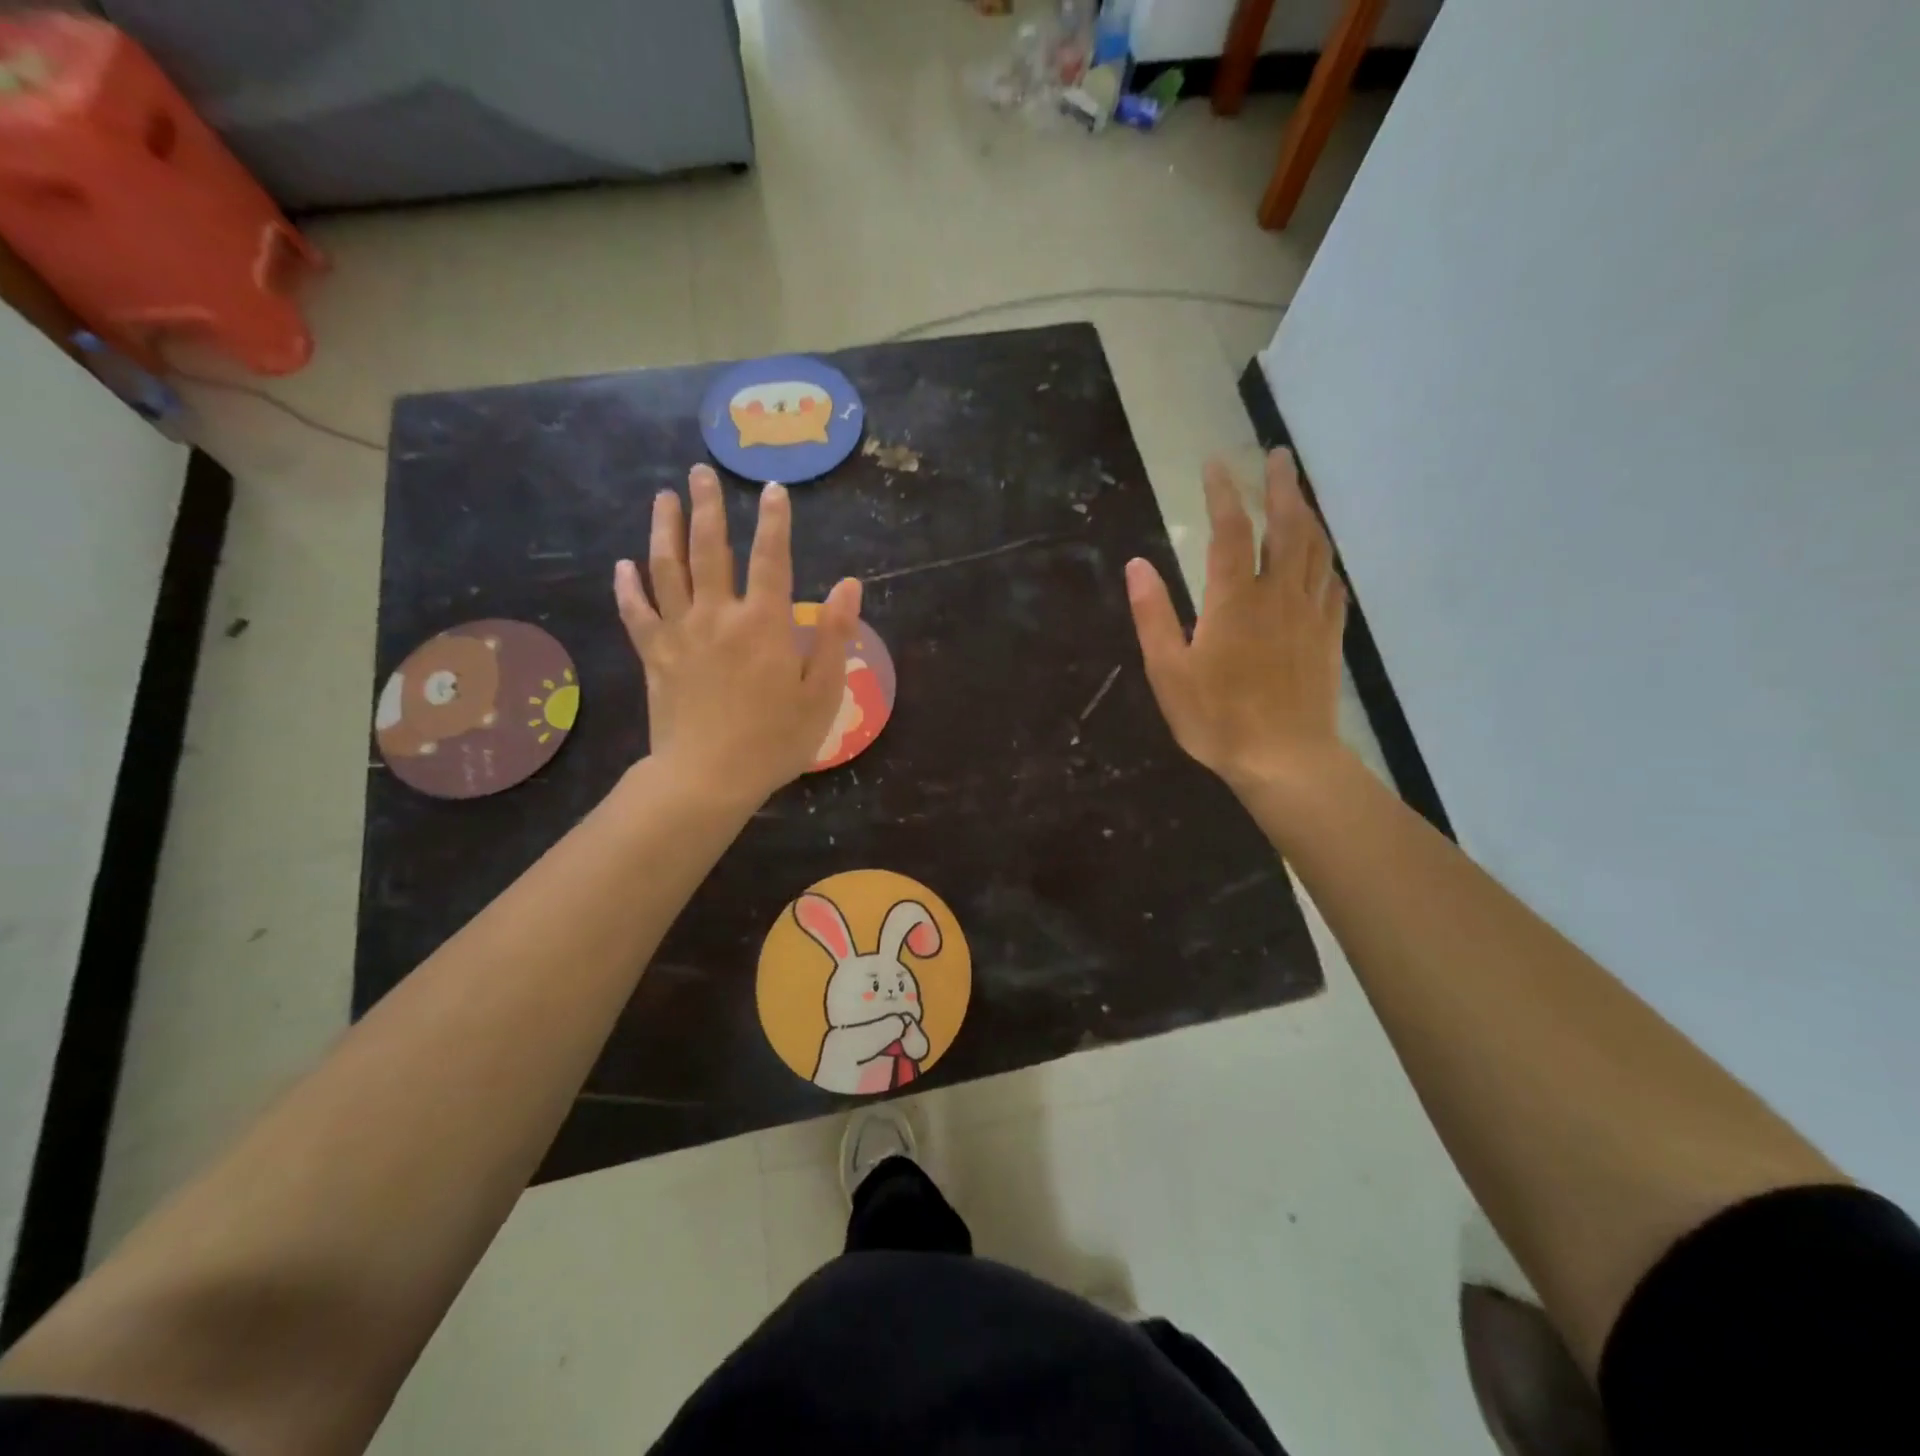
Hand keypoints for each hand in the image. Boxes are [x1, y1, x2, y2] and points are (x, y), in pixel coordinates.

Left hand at [615, 465, 860, 809]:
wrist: (707, 777)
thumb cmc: (775, 740)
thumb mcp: (822, 693)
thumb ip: (836, 636)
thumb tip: (849, 585)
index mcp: (764, 624)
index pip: (771, 558)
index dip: (775, 521)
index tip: (773, 488)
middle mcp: (718, 616)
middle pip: (709, 550)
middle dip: (706, 508)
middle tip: (700, 473)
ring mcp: (680, 633)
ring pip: (667, 569)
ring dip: (664, 529)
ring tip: (664, 497)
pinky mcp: (654, 656)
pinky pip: (637, 613)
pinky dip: (628, 587)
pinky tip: (623, 565)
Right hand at [1125, 449, 1348, 790]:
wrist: (1285, 759)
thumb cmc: (1217, 719)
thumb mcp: (1168, 671)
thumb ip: (1153, 615)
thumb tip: (1136, 565)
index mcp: (1234, 600)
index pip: (1230, 531)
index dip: (1223, 494)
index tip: (1216, 464)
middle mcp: (1278, 595)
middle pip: (1287, 527)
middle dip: (1282, 487)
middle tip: (1278, 456)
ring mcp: (1309, 614)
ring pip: (1315, 550)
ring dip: (1307, 515)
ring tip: (1299, 495)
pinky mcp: (1328, 637)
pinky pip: (1331, 585)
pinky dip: (1324, 562)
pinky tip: (1320, 561)